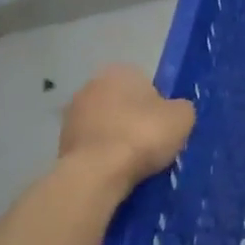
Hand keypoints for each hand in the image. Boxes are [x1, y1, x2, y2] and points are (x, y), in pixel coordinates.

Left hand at [58, 65, 195, 189]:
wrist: (97, 172)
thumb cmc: (143, 135)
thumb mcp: (182, 117)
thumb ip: (181, 108)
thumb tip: (175, 111)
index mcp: (121, 71)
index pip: (146, 84)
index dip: (158, 107)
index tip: (163, 128)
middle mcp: (92, 84)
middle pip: (123, 103)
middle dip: (134, 120)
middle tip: (150, 144)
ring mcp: (72, 113)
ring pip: (105, 124)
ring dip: (116, 138)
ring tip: (132, 163)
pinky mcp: (61, 141)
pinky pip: (92, 146)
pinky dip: (102, 155)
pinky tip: (114, 171)